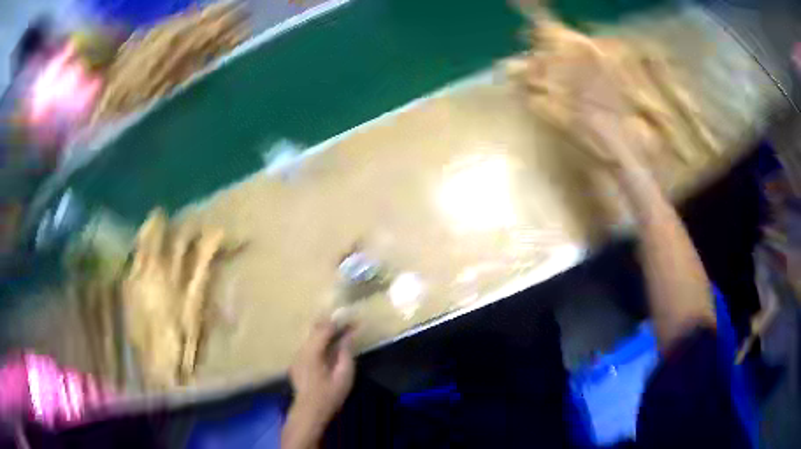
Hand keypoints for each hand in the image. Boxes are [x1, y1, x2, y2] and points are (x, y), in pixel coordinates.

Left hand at [288, 320, 355, 423]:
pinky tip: (329, 346)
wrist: (309, 411)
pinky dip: (320, 341)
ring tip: (341, 333)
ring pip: (311, 336)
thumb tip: (349, 335)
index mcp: (312, 351)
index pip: (324, 328)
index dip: (339, 323)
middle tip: (348, 324)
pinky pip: (308, 345)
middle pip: (315, 329)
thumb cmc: (329, 395)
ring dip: (326, 332)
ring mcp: (297, 355)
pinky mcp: (297, 361)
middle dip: (332, 324)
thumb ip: (346, 353)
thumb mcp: (344, 375)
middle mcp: (301, 349)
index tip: (353, 320)